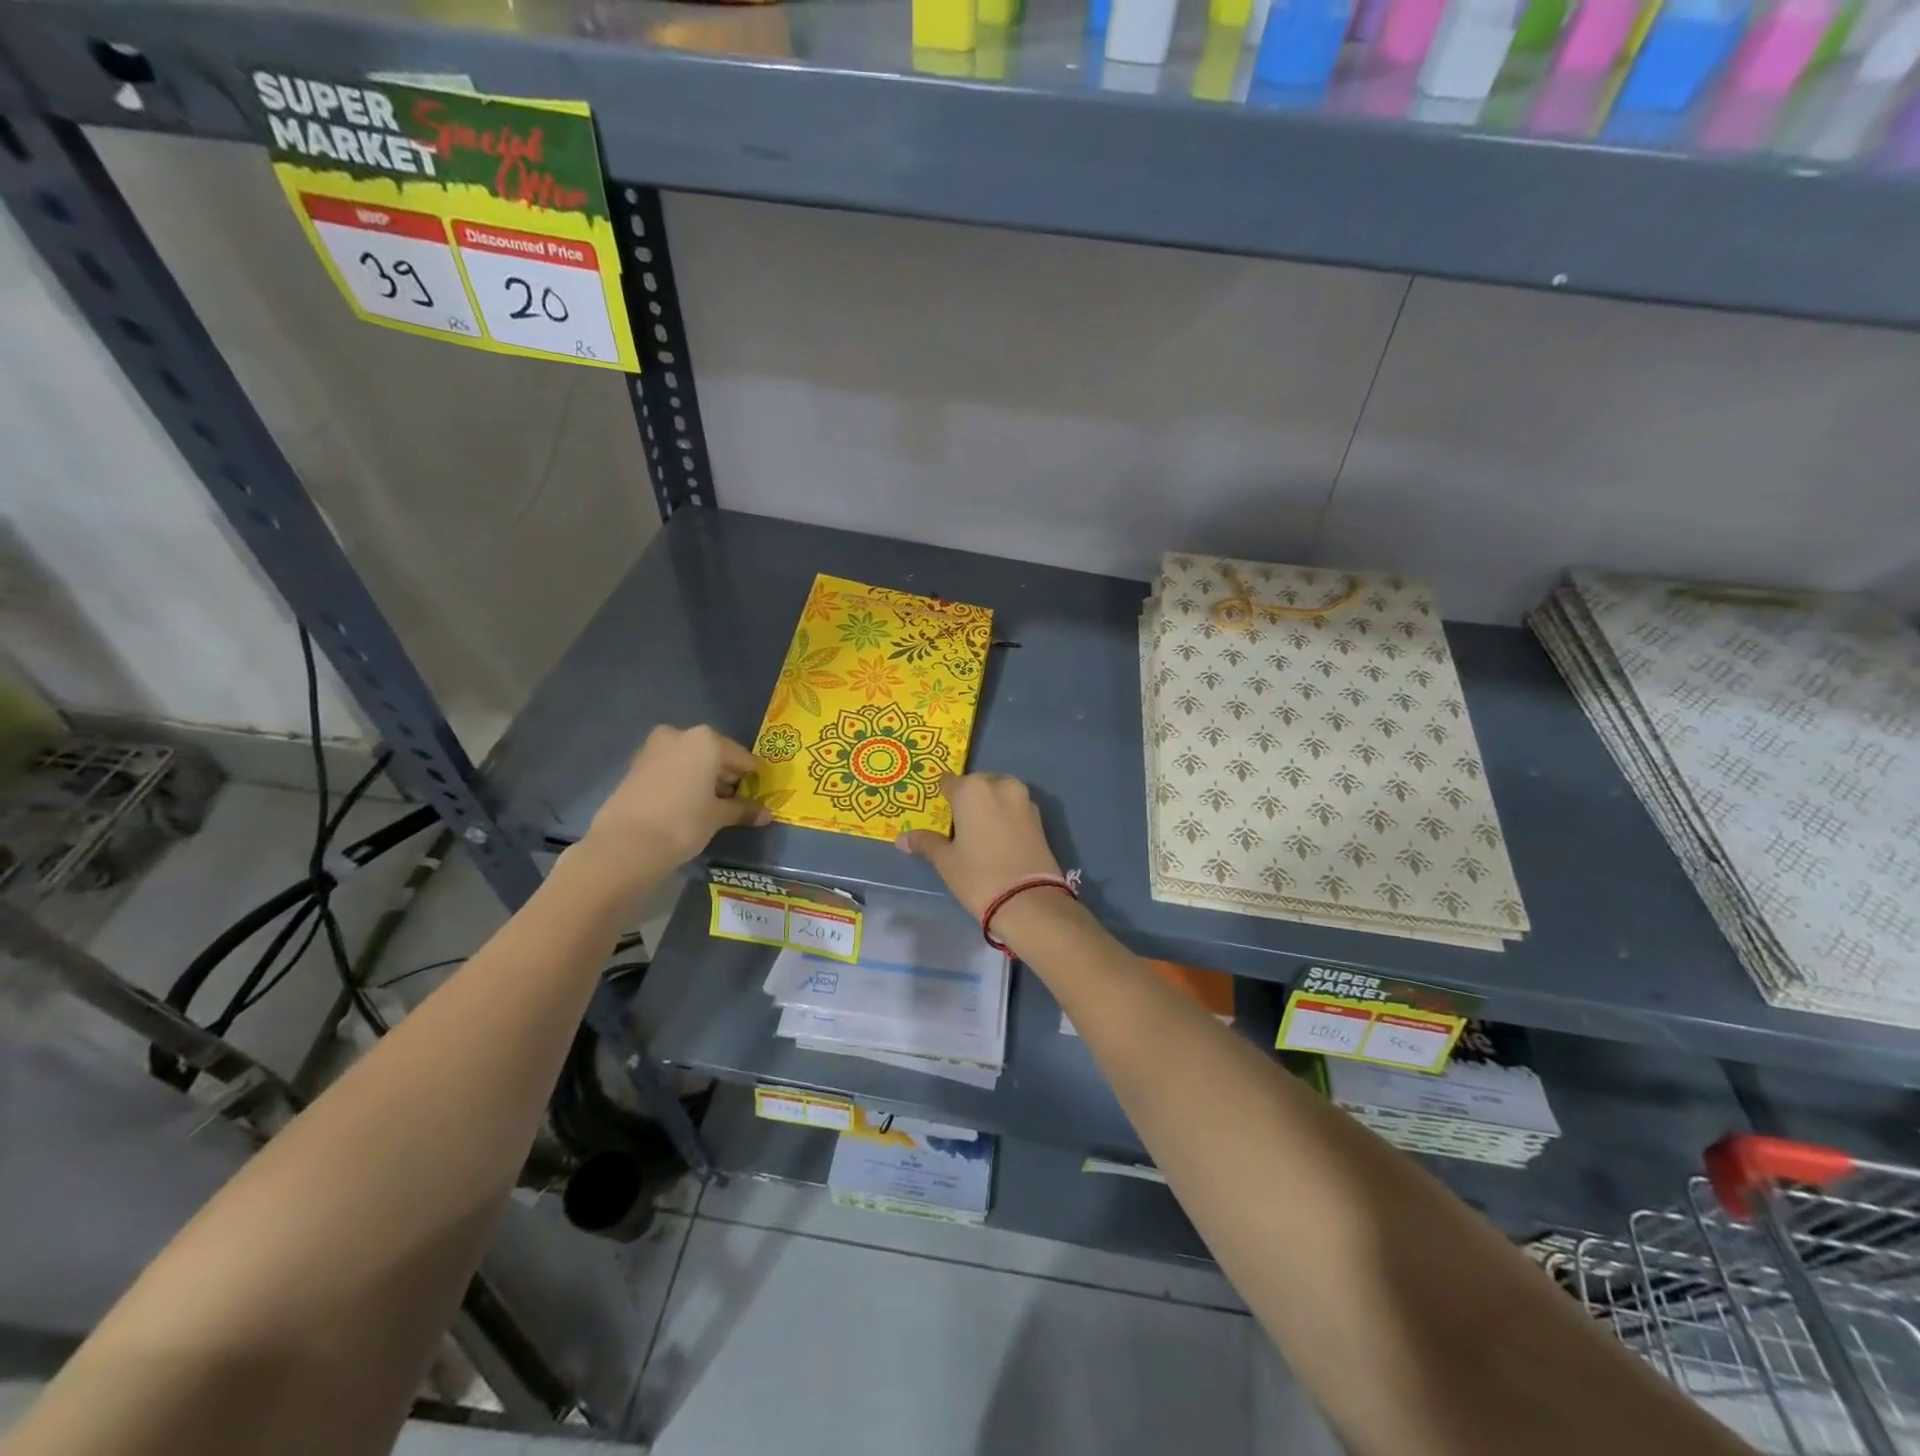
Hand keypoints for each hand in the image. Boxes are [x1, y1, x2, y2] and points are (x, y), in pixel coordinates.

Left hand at [582, 725, 769, 873]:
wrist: (626, 844)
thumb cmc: (683, 822)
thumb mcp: (718, 816)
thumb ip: (742, 810)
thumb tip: (765, 815)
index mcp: (706, 740)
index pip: (741, 757)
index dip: (751, 776)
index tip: (757, 792)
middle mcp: (680, 735)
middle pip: (713, 753)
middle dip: (724, 774)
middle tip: (734, 799)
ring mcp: (653, 748)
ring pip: (689, 759)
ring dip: (701, 777)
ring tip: (710, 804)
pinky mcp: (635, 766)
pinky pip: (670, 768)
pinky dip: (681, 780)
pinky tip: (686, 803)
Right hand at [897, 772, 1062, 919]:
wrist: (1029, 900)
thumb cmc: (978, 876)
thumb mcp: (946, 861)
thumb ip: (925, 843)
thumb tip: (902, 839)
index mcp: (972, 788)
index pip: (948, 782)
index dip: (941, 797)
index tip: (937, 813)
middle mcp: (999, 784)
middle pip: (976, 784)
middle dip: (967, 799)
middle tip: (957, 824)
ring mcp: (1024, 798)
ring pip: (998, 793)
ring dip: (988, 804)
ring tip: (978, 831)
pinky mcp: (1039, 816)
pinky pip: (1014, 807)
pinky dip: (1005, 815)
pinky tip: (998, 837)